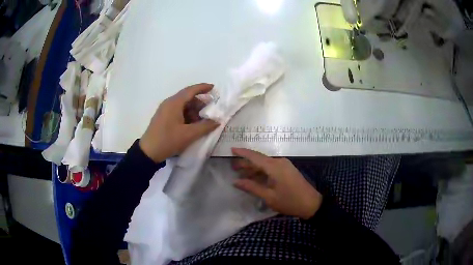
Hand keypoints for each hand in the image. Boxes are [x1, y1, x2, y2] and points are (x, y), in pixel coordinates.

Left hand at [139, 83, 219, 162]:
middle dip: (200, 103)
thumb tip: (217, 121)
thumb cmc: (168, 140)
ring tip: (201, 121)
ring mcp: (164, 110)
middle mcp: (169, 103)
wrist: (149, 152)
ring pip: (182, 105)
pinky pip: (177, 111)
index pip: (190, 90)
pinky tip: (192, 125)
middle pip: (187, 97)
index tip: (213, 87)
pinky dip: (187, 115)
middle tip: (210, 110)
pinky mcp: (163, 117)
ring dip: (193, 110)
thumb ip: (205, 127)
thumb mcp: (189, 134)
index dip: (202, 88)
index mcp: (174, 103)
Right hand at [232, 148, 322, 218]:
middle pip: (259, 160)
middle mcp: (280, 162)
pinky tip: (255, 178)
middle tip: (233, 167)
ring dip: (254, 168)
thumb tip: (235, 181)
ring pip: (265, 164)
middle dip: (246, 163)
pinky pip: (271, 168)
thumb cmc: (289, 201)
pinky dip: (262, 172)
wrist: (311, 204)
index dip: (242, 153)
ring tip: (241, 173)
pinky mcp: (288, 170)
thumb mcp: (269, 197)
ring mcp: (285, 165)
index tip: (231, 149)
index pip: (255, 156)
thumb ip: (252, 187)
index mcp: (275, 167)